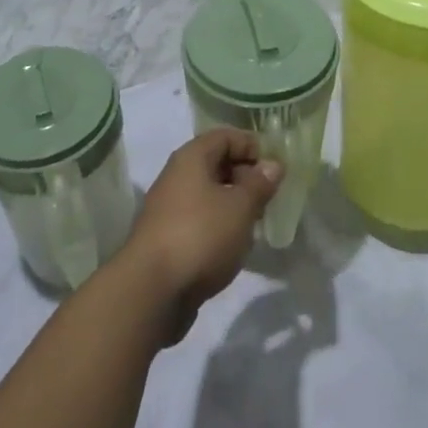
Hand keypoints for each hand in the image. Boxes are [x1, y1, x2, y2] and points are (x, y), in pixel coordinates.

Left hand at [121, 129, 280, 340]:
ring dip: (233, 203)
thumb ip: (259, 184)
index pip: (225, 136)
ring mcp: (168, 208)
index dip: (252, 145)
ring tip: (256, 222)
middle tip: (269, 196)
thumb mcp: (240, 207)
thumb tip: (272, 164)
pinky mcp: (166, 238)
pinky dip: (218, 224)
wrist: (152, 291)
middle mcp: (176, 176)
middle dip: (244, 176)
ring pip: (207, 194)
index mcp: (191, 158)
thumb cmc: (201, 236)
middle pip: (215, 163)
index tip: (275, 167)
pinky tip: (233, 244)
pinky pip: (199, 219)